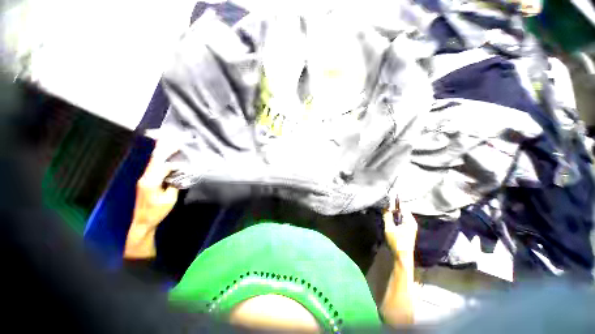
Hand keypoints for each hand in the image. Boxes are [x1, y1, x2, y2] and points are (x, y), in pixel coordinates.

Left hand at [124, 131, 179, 258]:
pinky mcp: (145, 182)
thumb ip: (174, 185)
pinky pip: (153, 168)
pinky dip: (159, 161)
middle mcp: (145, 178)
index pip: (162, 166)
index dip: (174, 161)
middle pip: (154, 160)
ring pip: (152, 163)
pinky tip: (163, 157)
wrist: (142, 221)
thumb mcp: (169, 199)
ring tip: (166, 143)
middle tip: (170, 138)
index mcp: (151, 182)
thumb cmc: (157, 212)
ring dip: (160, 153)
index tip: (184, 158)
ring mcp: (143, 180)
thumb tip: (179, 175)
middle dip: (163, 149)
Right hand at [382, 197, 417, 255]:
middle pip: (402, 211)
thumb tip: (385, 207)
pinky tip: (389, 220)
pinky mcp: (407, 230)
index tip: (387, 199)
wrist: (402, 257)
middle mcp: (412, 222)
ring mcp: (410, 227)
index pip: (402, 207)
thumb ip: (387, 216)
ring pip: (401, 216)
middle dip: (393, 208)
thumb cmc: (396, 242)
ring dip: (393, 214)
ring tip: (385, 213)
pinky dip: (395, 218)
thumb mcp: (389, 228)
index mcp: (409, 221)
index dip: (394, 202)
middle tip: (384, 207)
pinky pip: (401, 220)